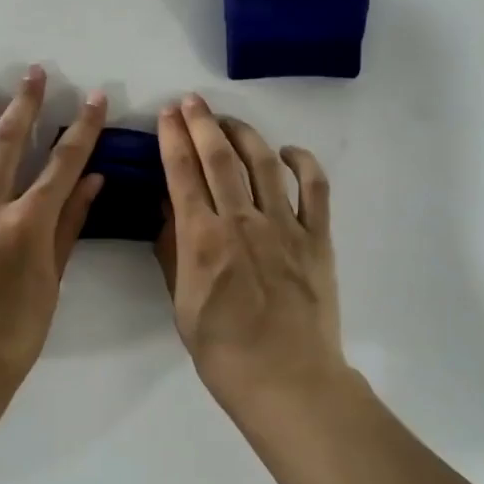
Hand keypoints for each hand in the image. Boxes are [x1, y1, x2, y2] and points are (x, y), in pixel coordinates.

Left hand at [0, 66, 106, 396]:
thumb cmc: (16, 333)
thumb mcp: (53, 281)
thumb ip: (70, 226)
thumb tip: (93, 181)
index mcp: (27, 226)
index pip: (62, 165)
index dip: (82, 128)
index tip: (95, 98)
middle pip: (6, 145)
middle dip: (24, 104)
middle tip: (33, 73)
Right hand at [155, 94, 343, 407]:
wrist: (287, 381)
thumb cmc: (224, 352)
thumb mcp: (182, 305)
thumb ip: (173, 253)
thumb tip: (167, 210)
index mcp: (203, 240)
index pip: (182, 175)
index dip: (172, 139)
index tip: (166, 114)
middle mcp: (242, 222)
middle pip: (220, 158)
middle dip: (202, 123)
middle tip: (191, 102)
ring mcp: (284, 226)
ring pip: (263, 163)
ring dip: (244, 133)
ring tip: (228, 120)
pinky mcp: (317, 238)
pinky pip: (314, 188)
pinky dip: (303, 162)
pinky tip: (287, 151)